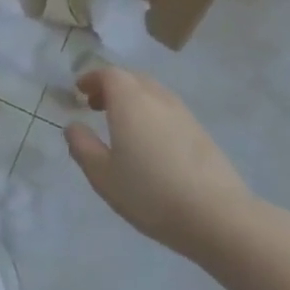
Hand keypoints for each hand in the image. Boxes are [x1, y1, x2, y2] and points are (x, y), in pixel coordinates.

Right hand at [64, 68, 254, 261]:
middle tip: (96, 106)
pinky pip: (168, 110)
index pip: (109, 74)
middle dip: (111, 87)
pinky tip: (149, 143)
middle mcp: (157, 98)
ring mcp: (183, 113)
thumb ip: (83, 147)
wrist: (216, 215)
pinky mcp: (201, 131)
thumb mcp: (103, 175)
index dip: (92, 78)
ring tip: (121, 125)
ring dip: (133, 100)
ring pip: (152, 93)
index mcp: (130, 101)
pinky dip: (151, 114)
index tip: (79, 91)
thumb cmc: (149, 193)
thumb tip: (73, 126)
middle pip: (132, 79)